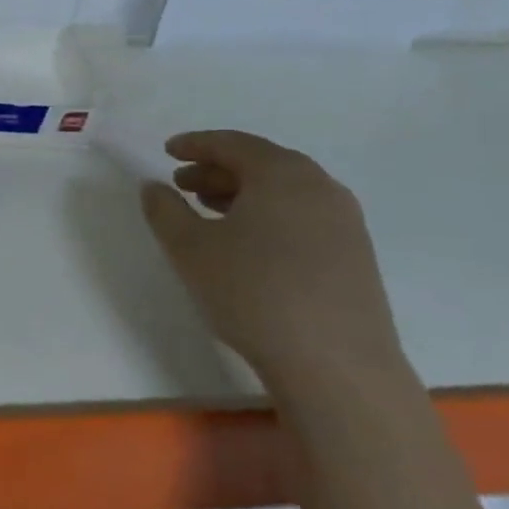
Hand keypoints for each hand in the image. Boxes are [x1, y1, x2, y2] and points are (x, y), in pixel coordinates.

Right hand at [139, 130, 404, 390]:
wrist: (335, 364)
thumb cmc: (253, 292)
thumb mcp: (189, 248)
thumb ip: (164, 210)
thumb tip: (154, 186)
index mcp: (282, 174)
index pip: (233, 144)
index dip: (196, 144)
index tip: (168, 150)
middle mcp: (320, 187)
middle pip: (262, 164)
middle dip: (217, 170)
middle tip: (182, 184)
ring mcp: (344, 222)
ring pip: (284, 192)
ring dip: (242, 194)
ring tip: (208, 211)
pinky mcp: (354, 255)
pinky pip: (301, 216)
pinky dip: (267, 215)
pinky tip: (246, 243)